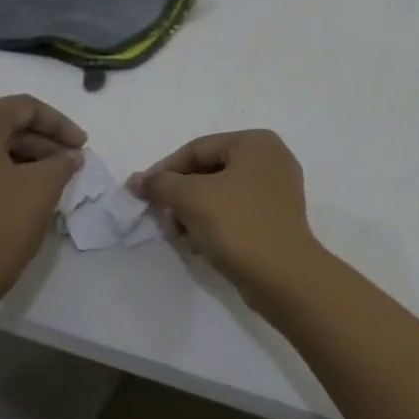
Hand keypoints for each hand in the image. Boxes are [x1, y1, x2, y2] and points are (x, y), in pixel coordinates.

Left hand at [0, 95, 84, 302]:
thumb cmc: (0, 223)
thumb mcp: (43, 187)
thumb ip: (63, 162)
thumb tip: (70, 156)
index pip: (23, 108)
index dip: (59, 124)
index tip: (83, 145)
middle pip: (3, 125)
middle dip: (42, 142)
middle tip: (71, 162)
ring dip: (22, 158)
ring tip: (52, 178)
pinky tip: (22, 192)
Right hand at [130, 130, 324, 300]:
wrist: (283, 276)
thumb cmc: (237, 224)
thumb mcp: (190, 198)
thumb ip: (160, 184)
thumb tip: (136, 180)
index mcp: (256, 142)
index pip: (198, 149)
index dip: (165, 170)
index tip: (142, 194)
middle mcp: (272, 159)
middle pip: (209, 171)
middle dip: (180, 196)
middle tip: (162, 219)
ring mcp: (278, 190)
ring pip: (222, 194)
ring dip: (194, 213)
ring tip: (178, 237)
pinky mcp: (278, 219)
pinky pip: (237, 212)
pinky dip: (215, 224)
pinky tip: (199, 245)